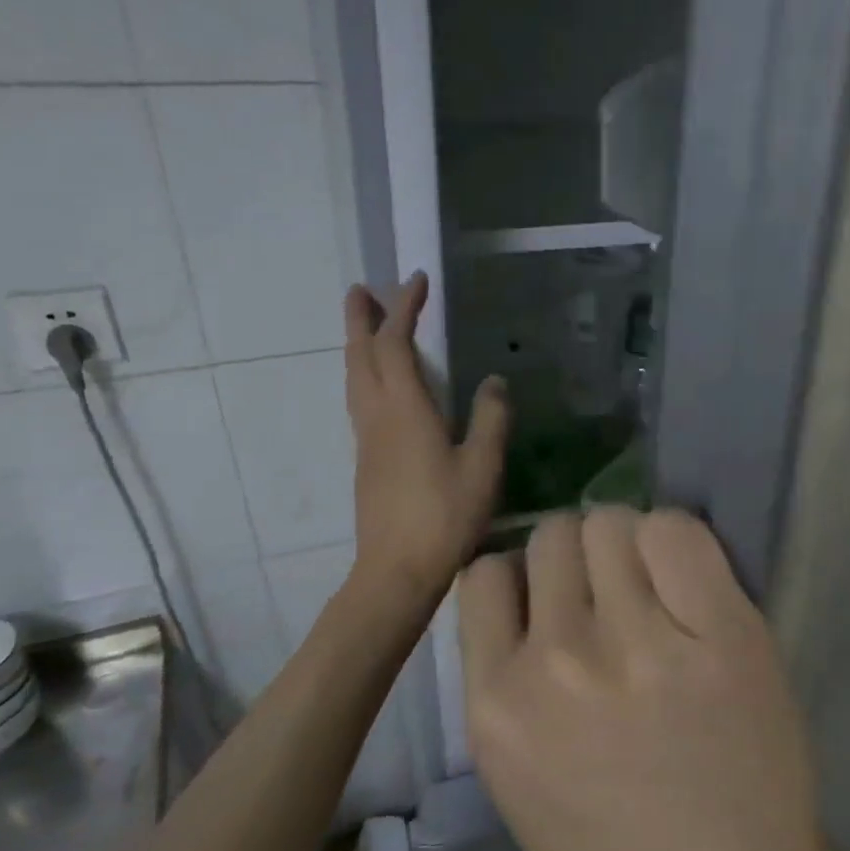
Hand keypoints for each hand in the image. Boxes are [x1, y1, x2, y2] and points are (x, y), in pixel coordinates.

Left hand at [345, 272, 508, 598]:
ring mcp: (367, 439)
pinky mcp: (366, 460)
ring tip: (365, 326)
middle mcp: (378, 416)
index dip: (403, 309)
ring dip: (357, 345)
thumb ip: (491, 419)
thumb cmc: (445, 516)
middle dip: (361, 319)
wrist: (397, 570)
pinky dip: (365, 375)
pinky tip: (380, 385)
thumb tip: (495, 381)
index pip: (396, 345)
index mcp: (406, 410)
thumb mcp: (483, 466)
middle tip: (361, 289)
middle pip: (361, 356)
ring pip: (354, 379)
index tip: (416, 280)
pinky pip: (360, 400)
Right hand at [459, 508, 849, 850]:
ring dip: (629, 547)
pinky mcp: (723, 632)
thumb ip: (511, 675)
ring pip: (612, 523)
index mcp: (495, 707)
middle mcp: (557, 662)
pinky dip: (678, 543)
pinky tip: (693, 589)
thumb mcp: (520, 776)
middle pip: (554, 535)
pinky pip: (677, 530)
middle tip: (617, 599)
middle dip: (580, 560)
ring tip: (658, 595)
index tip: (556, 601)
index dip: (525, 580)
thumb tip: (530, 584)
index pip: (487, 573)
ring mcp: (642, 643)